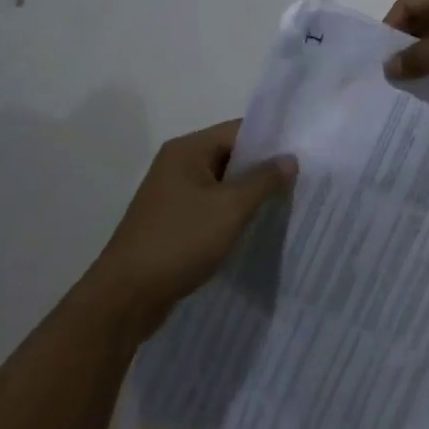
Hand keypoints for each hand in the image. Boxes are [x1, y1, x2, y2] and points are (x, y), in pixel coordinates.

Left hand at [90, 121, 294, 336]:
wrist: (125, 298)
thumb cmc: (180, 241)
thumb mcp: (230, 208)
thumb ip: (263, 180)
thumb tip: (290, 158)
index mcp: (187, 150)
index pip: (239, 130)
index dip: (271, 140)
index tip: (303, 153)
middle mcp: (177, 164)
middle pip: (230, 155)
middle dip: (262, 169)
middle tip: (300, 180)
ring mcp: (171, 195)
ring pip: (221, 184)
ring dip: (247, 194)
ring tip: (284, 204)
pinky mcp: (171, 222)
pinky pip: (210, 207)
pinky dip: (230, 214)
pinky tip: (252, 228)